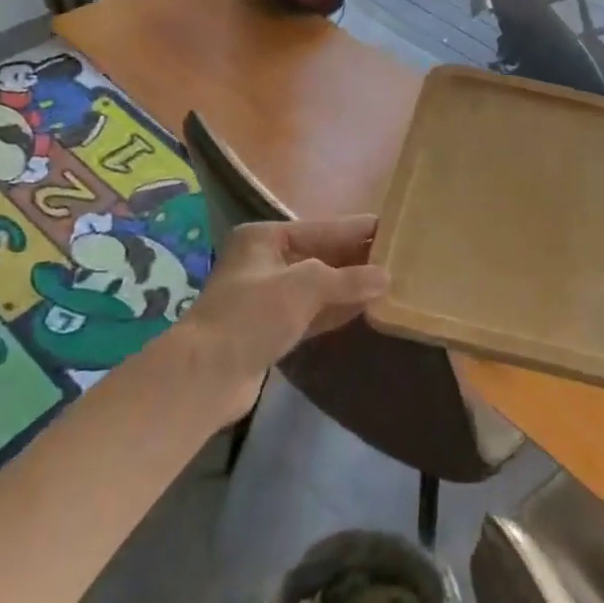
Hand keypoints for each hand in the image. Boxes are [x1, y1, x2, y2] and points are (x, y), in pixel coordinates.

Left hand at [177, 216, 387, 420]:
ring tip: (390, 280)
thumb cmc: (252, 315)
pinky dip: (337, 310)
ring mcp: (267, 298)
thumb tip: (387, 277)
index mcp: (264, 238)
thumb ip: (348, 279)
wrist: (205, 377)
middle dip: (356, 259)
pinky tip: (367, 308)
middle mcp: (265, 262)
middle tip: (398, 255)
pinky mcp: (271, 330)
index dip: (356, 229)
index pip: (321, 228)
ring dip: (350, 286)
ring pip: (318, 286)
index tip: (391, 226)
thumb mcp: (305, 285)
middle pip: (320, 255)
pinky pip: (313, 313)